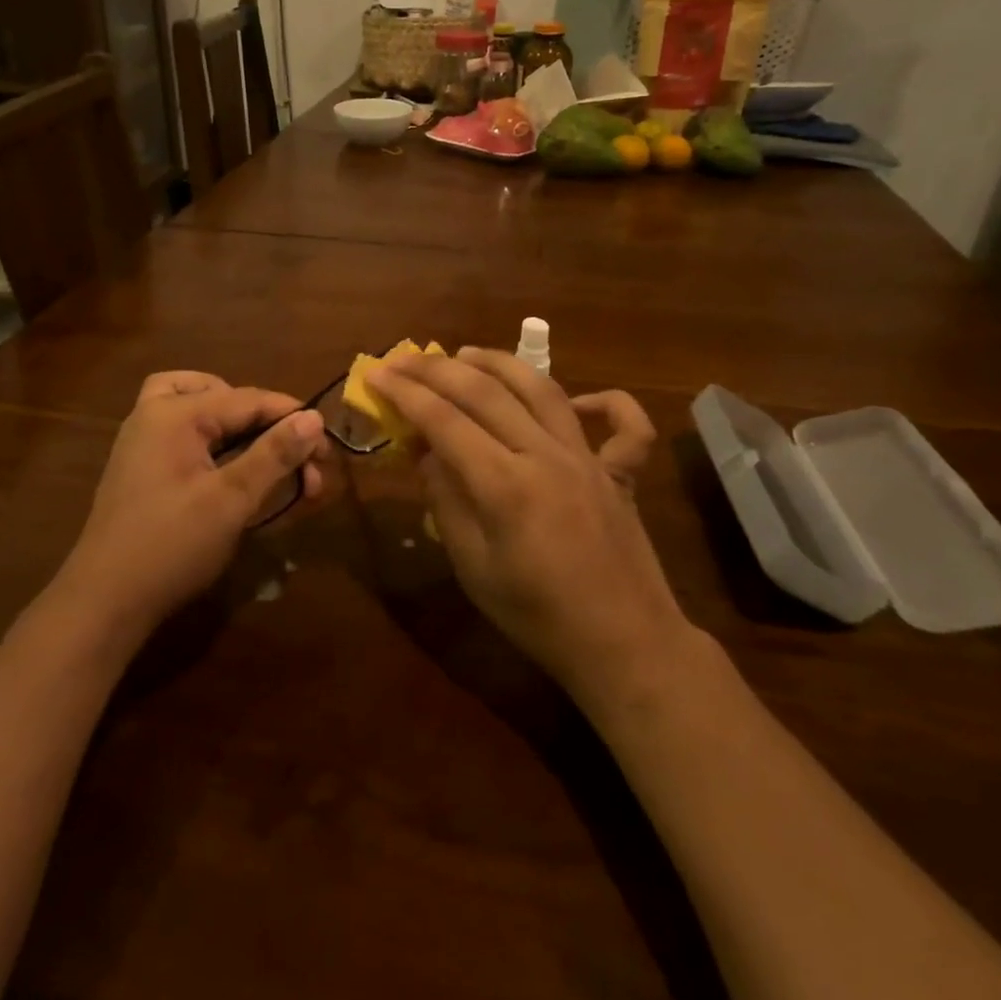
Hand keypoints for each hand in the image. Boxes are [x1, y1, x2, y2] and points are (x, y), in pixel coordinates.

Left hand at [58, 372, 325, 632]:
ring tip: (266, 454)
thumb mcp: (232, 499)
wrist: (105, 602)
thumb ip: (274, 454)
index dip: (293, 419)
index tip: (328, 450)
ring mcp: (142, 440)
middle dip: (266, 424)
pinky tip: (233, 471)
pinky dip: (214, 441)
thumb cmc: (172, 545)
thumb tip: (314, 417)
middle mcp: (154, 415)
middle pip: (223, 395)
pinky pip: (184, 434)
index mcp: (174, 413)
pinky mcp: (141, 467)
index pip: (249, 399)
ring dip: (238, 426)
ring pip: (199, 408)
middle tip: (296, 461)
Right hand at [366, 349, 686, 695]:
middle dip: (439, 370)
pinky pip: (624, 426)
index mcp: (506, 486)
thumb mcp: (473, 568)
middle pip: (487, 393)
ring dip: (500, 364)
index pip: (445, 421)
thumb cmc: (536, 617)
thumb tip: (426, 452)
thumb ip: (447, 501)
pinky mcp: (621, 473)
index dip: (406, 394)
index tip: (377, 373)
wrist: (623, 646)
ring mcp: (589, 460)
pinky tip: (577, 400)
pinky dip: (606, 401)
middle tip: (407, 358)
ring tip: (466, 353)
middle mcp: (547, 457)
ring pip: (544, 389)